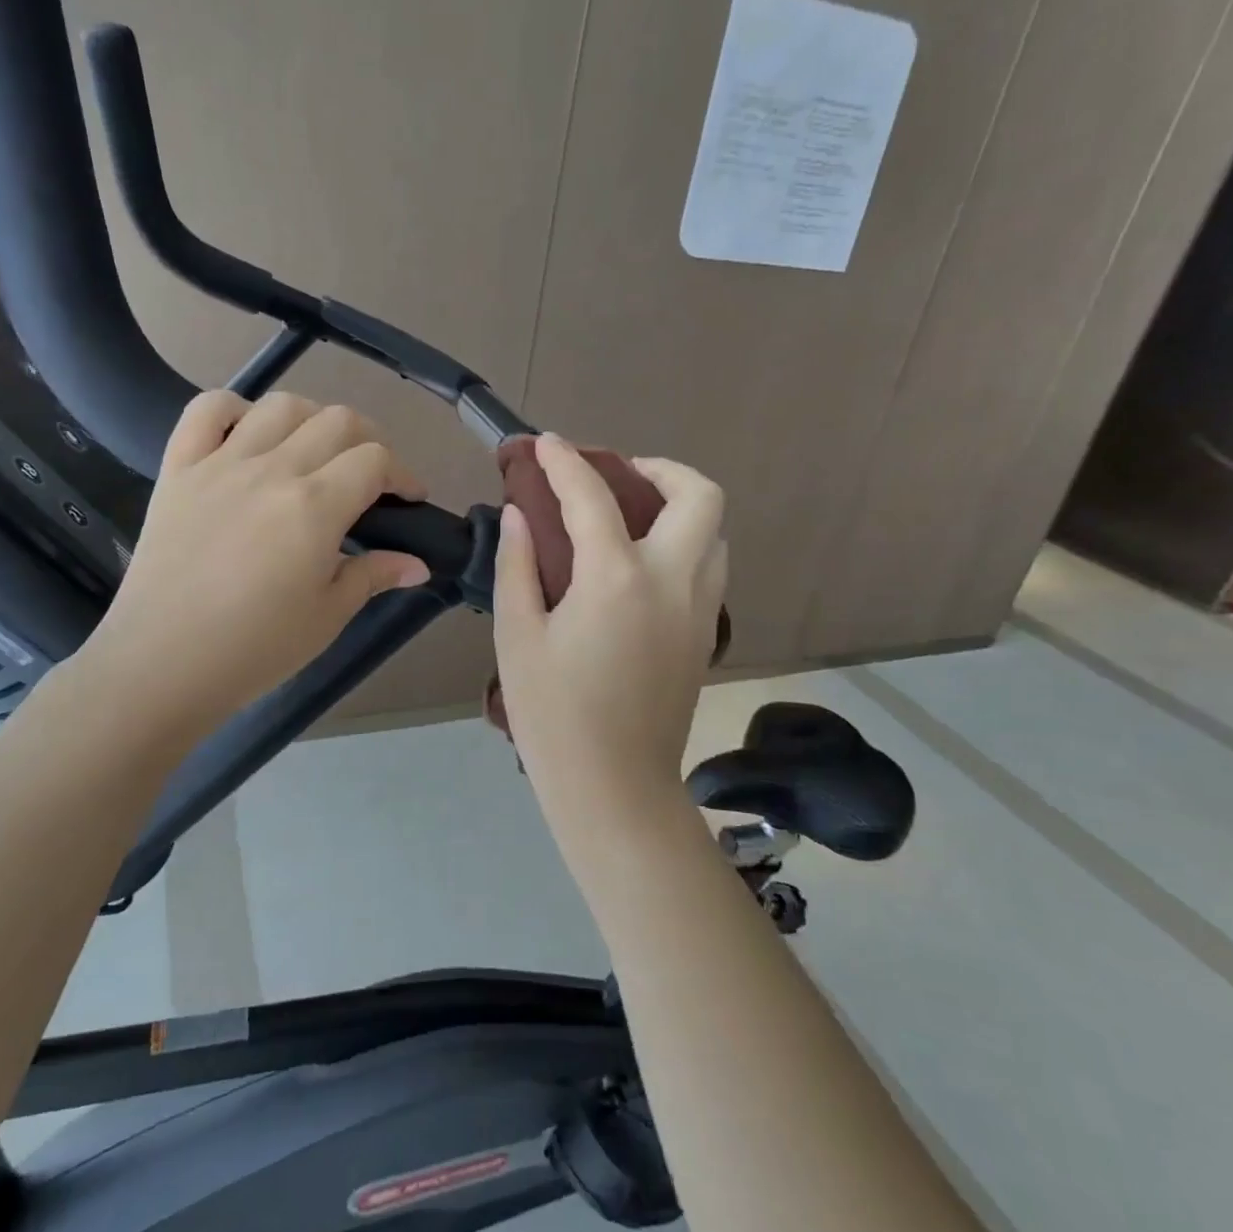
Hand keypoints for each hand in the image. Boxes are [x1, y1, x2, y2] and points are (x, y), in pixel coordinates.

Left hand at [82, 390, 429, 736]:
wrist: (162, 664)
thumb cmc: (255, 648)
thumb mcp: (328, 615)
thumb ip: (374, 576)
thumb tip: (418, 564)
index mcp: (315, 507)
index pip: (375, 461)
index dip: (403, 475)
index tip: (408, 500)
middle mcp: (272, 470)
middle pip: (337, 421)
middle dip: (370, 441)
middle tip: (371, 477)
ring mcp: (220, 463)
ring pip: (280, 406)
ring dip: (312, 419)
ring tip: (315, 451)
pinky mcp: (179, 469)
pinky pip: (205, 410)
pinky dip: (234, 409)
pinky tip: (248, 434)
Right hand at [493, 435, 727, 806]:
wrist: (614, 787)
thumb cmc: (553, 715)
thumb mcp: (517, 637)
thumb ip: (518, 565)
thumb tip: (521, 516)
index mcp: (617, 578)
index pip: (592, 496)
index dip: (565, 461)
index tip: (546, 444)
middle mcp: (673, 581)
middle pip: (699, 495)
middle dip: (661, 469)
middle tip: (619, 476)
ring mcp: (701, 609)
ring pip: (714, 532)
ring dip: (680, 508)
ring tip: (633, 518)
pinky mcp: (707, 635)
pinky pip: (709, 568)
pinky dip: (684, 545)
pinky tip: (641, 567)